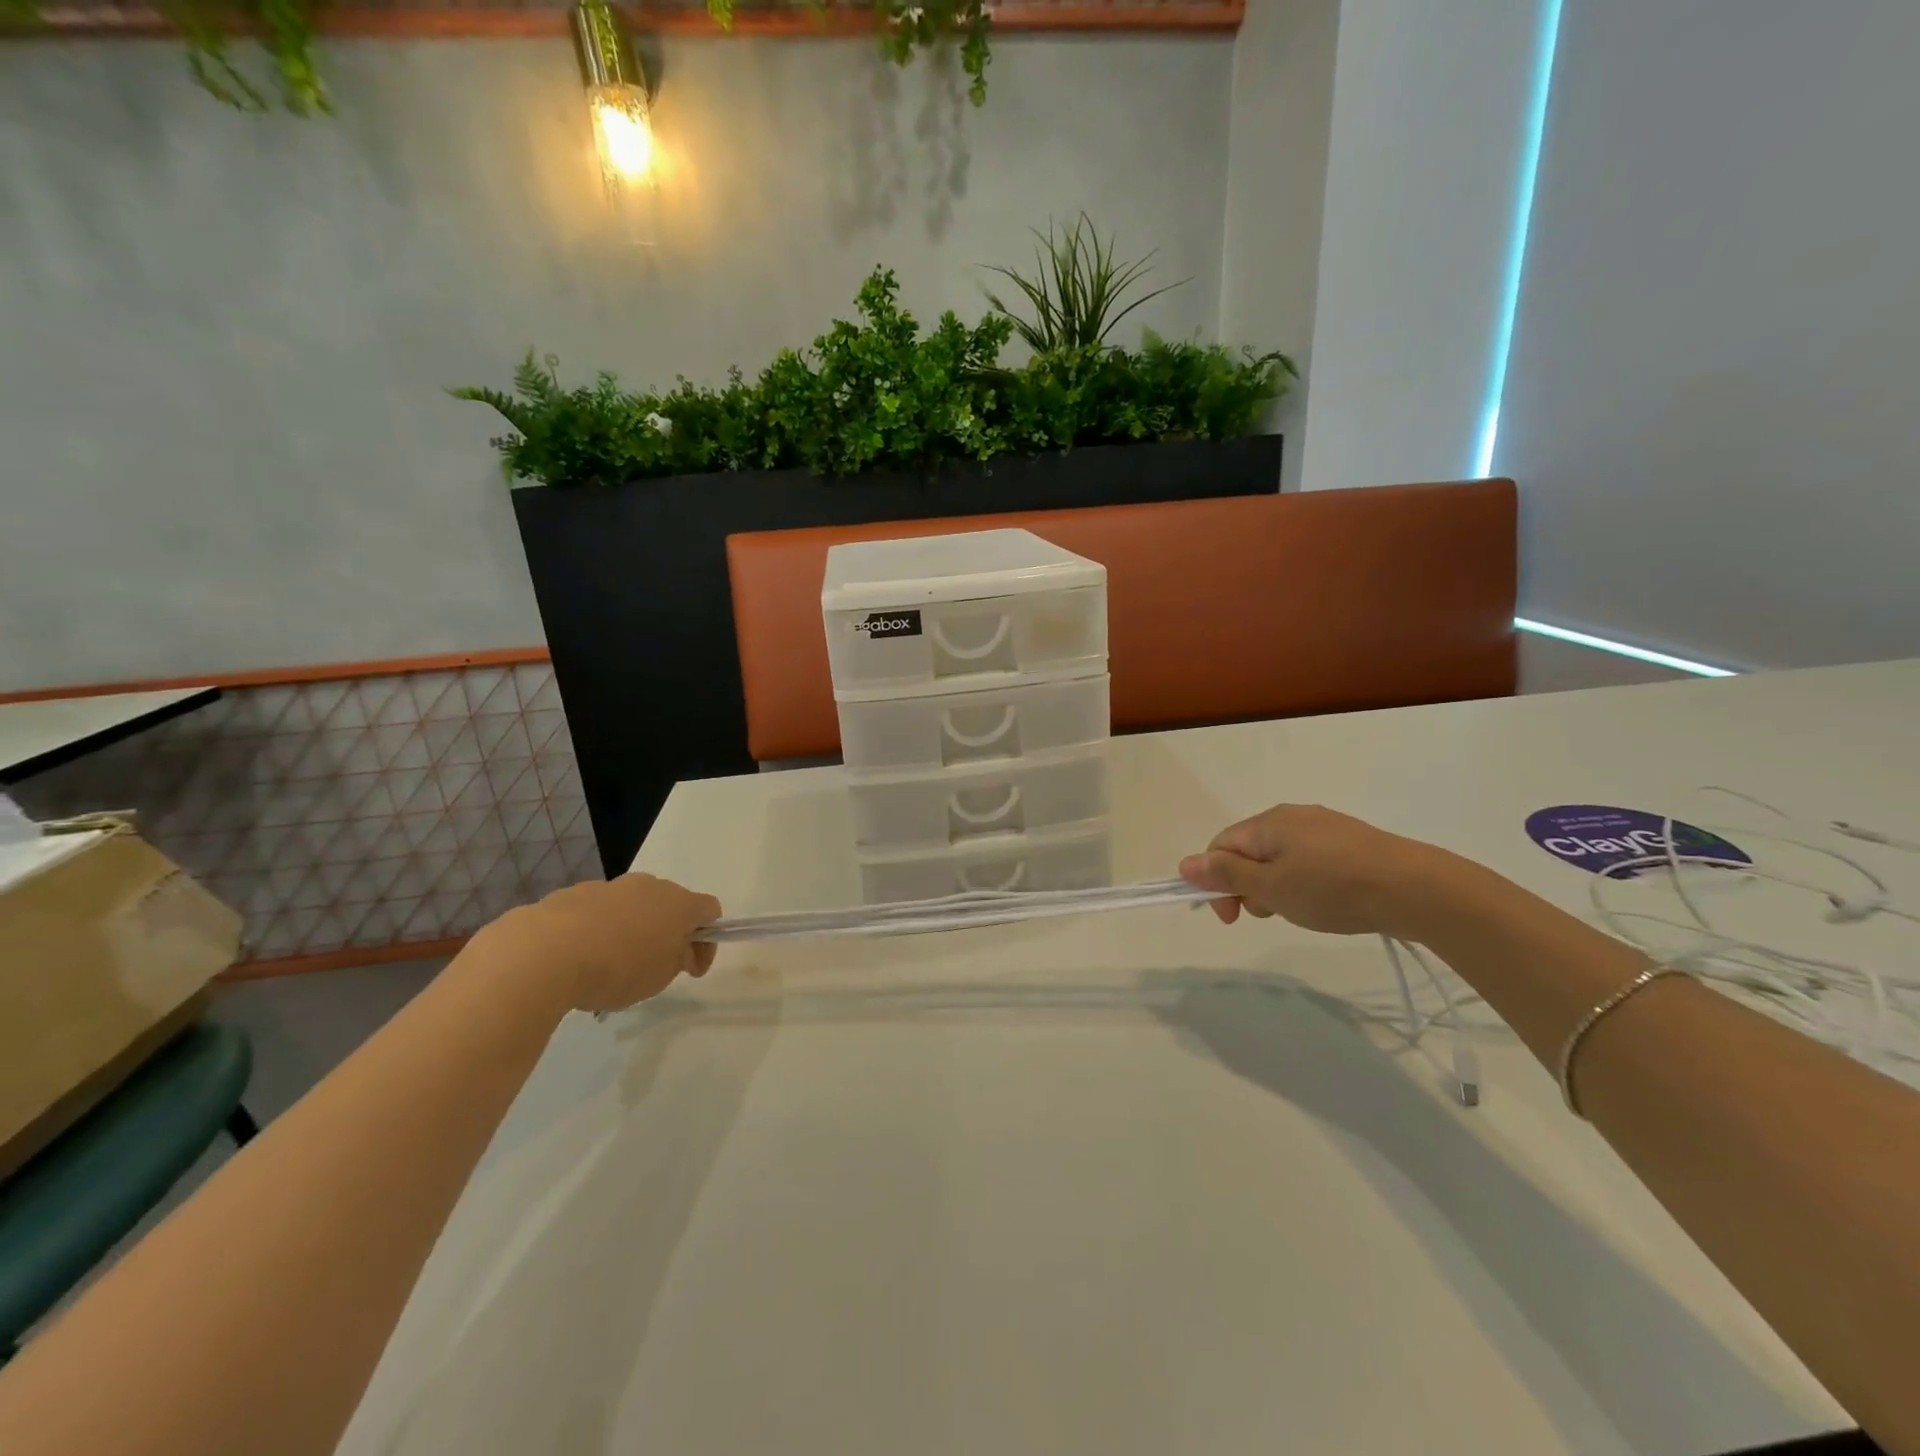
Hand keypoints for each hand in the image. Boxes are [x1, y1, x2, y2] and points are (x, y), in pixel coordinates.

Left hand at [481, 874, 721, 1013]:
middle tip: (654, 967)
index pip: (710, 910)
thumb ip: (678, 958)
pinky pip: (597, 911)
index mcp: (679, 904)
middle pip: (671, 904)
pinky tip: (578, 958)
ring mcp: (610, 886)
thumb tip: (678, 948)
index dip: (707, 939)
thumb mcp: (661, 976)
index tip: (691, 969)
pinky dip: (597, 930)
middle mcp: (650, 886)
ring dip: (631, 930)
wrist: (544, 953)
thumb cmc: (617, 968)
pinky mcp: (573, 893)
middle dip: (668, 932)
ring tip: (609, 966)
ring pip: (632, 906)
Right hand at [1178, 804, 1449, 937]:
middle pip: (1249, 851)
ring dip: (1276, 886)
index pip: (1220, 847)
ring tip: (1301, 911)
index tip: (1232, 918)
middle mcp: (1292, 816)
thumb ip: (1226, 876)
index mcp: (1267, 823)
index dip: (1215, 882)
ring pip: (1280, 857)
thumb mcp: (1271, 887)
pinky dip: (1304, 881)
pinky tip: (1326, 901)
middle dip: (1247, 885)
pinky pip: (1309, 859)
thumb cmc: (1332, 888)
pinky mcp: (1350, 842)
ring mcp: (1324, 827)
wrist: (1415, 888)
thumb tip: (1185, 864)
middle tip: (1270, 915)